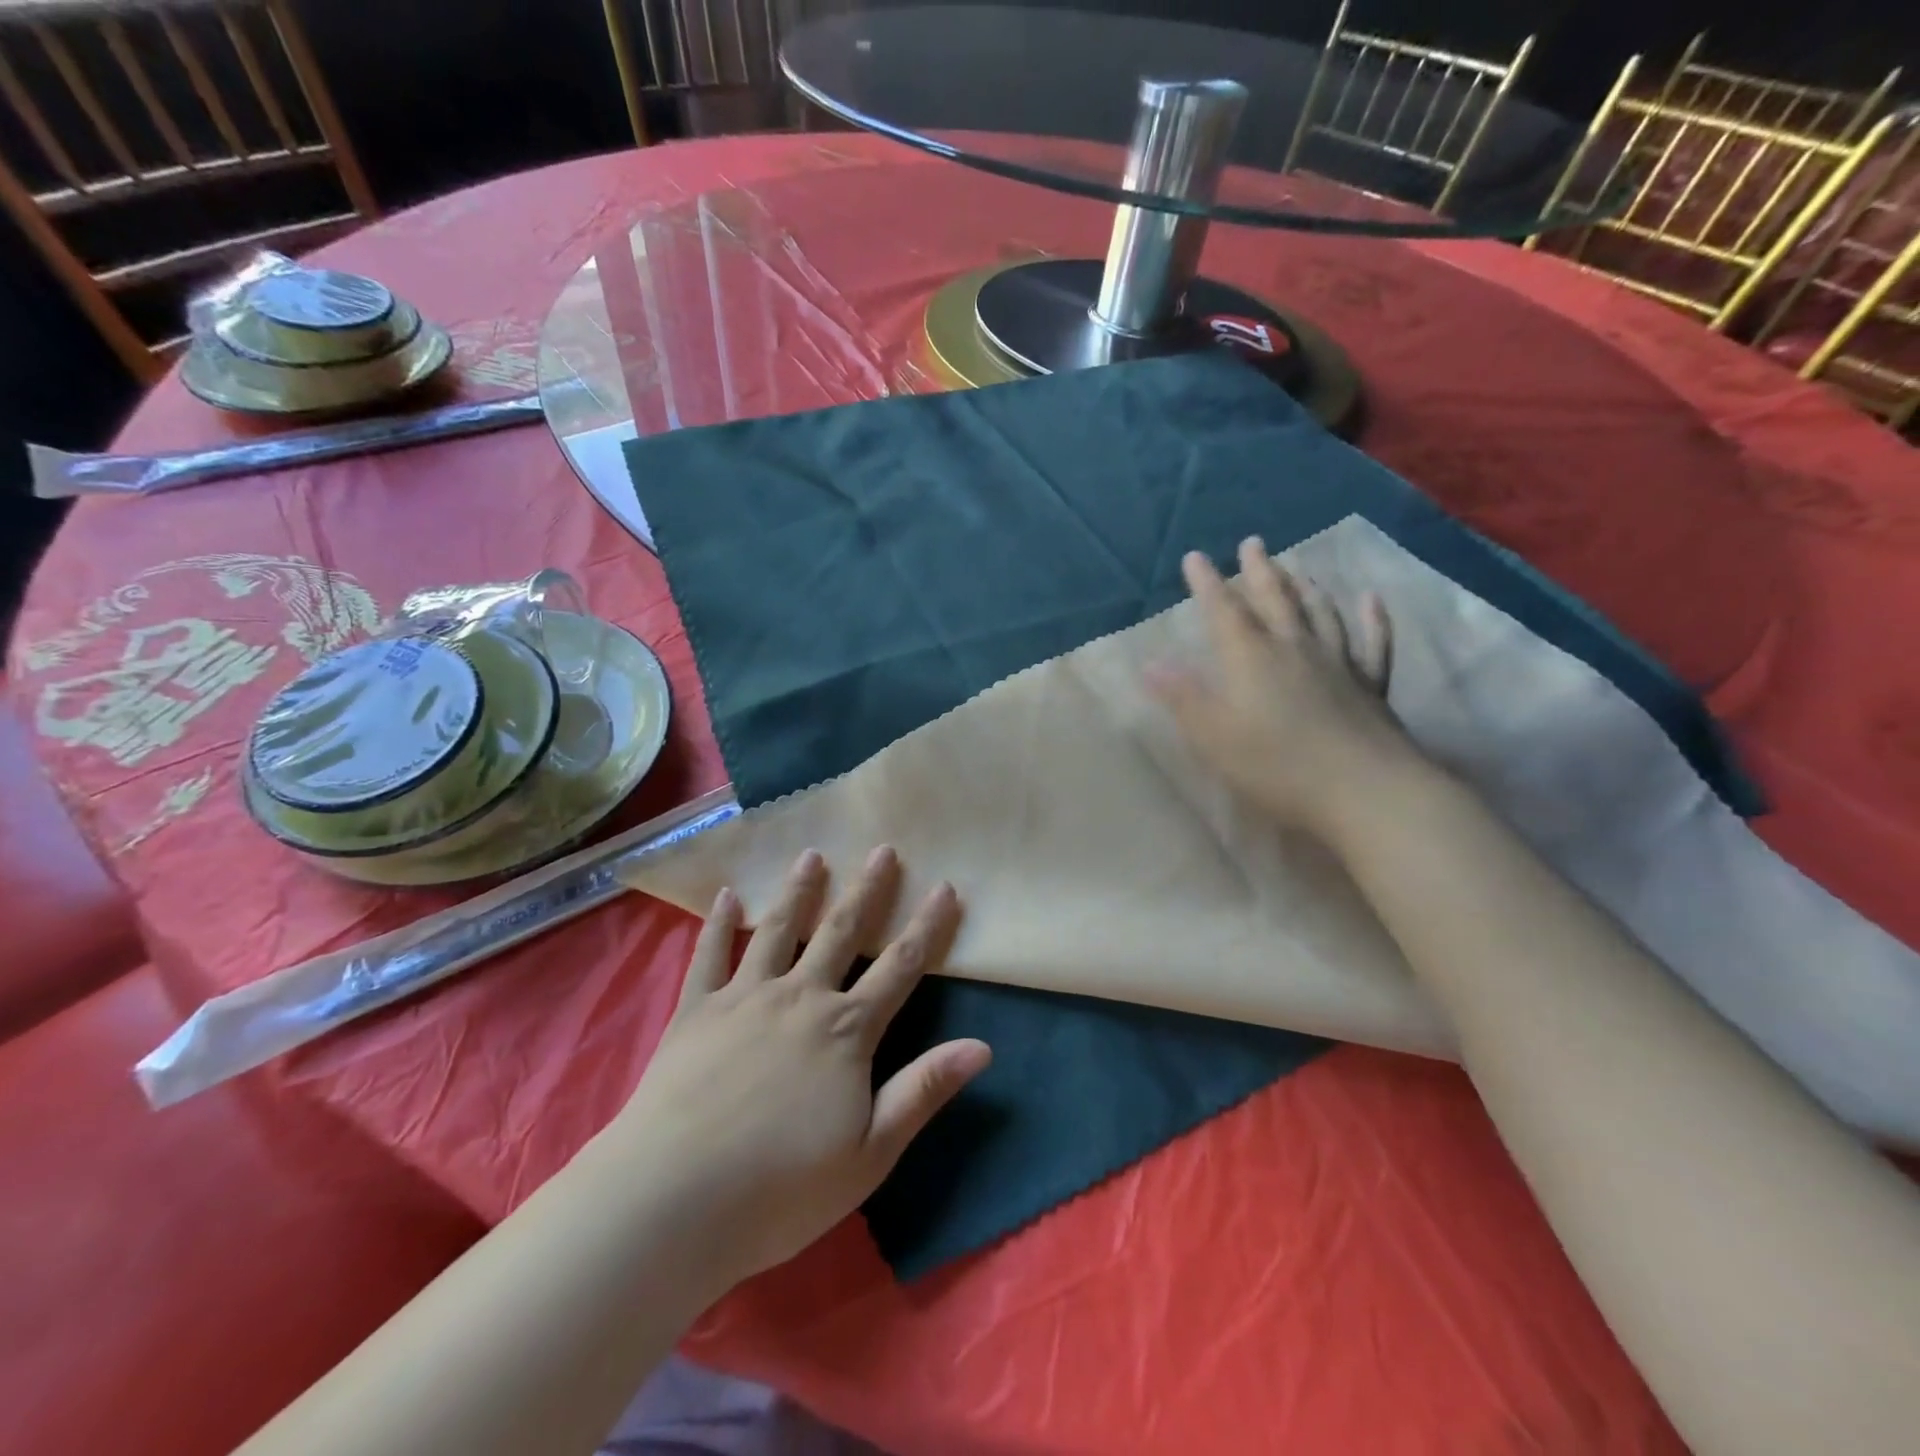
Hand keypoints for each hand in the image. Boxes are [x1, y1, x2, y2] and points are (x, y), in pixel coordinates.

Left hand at [608, 847, 989, 1289]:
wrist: (672, 1200)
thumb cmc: (780, 1188)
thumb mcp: (870, 1152)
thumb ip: (923, 1091)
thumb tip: (982, 1046)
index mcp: (845, 1031)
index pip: (899, 967)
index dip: (927, 927)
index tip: (946, 887)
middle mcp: (800, 997)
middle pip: (841, 932)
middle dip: (867, 890)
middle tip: (883, 849)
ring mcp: (744, 997)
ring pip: (778, 930)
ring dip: (799, 891)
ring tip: (812, 855)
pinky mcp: (695, 1010)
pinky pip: (709, 955)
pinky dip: (719, 923)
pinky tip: (726, 895)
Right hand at [1147, 536, 1421, 843]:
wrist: (1364, 790)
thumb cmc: (1276, 765)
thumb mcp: (1213, 736)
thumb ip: (1182, 698)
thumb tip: (1150, 664)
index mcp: (1251, 657)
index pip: (1223, 610)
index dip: (1207, 583)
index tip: (1195, 557)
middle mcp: (1294, 648)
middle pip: (1275, 599)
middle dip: (1259, 571)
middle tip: (1252, 544)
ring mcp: (1338, 663)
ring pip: (1320, 613)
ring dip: (1305, 587)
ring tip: (1297, 567)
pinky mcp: (1371, 685)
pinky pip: (1373, 642)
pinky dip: (1373, 618)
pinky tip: (1371, 600)